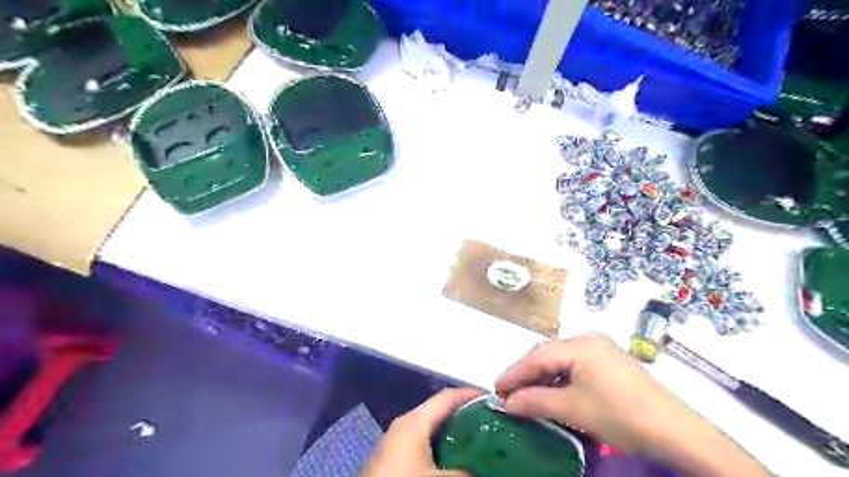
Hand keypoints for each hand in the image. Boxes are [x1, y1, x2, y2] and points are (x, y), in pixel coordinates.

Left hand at [359, 388, 483, 476]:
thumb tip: (484, 470)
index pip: (447, 397)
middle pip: (440, 410)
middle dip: (465, 414)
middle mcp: (405, 424)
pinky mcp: (393, 456)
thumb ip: (464, 473)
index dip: (471, 395)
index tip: (493, 400)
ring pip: (431, 427)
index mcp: (414, 420)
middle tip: (490, 422)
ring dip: (453, 430)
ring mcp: (397, 440)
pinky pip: (423, 441)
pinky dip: (441, 443)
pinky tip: (453, 458)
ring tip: (478, 440)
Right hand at [495, 334, 692, 452]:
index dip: (514, 373)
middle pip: (548, 355)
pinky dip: (559, 378)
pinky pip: (575, 365)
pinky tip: (552, 392)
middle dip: (527, 375)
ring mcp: (601, 349)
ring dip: (542, 377)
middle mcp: (588, 339)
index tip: (495, 389)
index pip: (537, 356)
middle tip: (508, 393)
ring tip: (526, 394)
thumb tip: (508, 403)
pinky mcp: (609, 361)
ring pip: (561, 360)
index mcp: (580, 344)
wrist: (674, 430)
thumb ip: (536, 402)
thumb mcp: (573, 409)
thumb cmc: (620, 415)